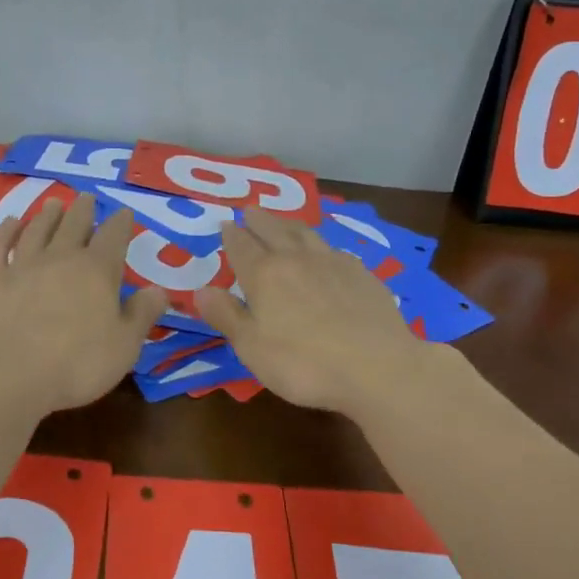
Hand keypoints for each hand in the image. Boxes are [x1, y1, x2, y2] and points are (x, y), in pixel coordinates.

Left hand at [0, 193, 170, 412]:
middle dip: (83, 209)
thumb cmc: (77, 364)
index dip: (121, 223)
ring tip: (54, 203)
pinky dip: (4, 231)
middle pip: (74, 224)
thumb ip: (142, 314)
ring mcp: (22, 265)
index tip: (124, 213)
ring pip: (37, 229)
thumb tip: (158, 289)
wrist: (9, 374)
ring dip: (47, 215)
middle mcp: (60, 258)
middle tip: (87, 197)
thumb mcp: (124, 346)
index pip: (113, 237)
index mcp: (97, 271)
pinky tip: (10, 223)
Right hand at [195, 211, 430, 414]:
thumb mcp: (252, 348)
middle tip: (250, 210)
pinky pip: (334, 250)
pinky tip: (326, 252)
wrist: (379, 368)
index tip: (226, 224)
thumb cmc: (304, 363)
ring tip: (282, 221)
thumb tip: (200, 290)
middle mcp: (296, 259)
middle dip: (258, 220)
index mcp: (264, 275)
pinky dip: (321, 245)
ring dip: (289, 224)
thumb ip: (226, 316)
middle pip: (273, 230)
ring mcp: (333, 263)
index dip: (231, 235)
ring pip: (305, 233)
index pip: (241, 246)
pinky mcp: (362, 275)